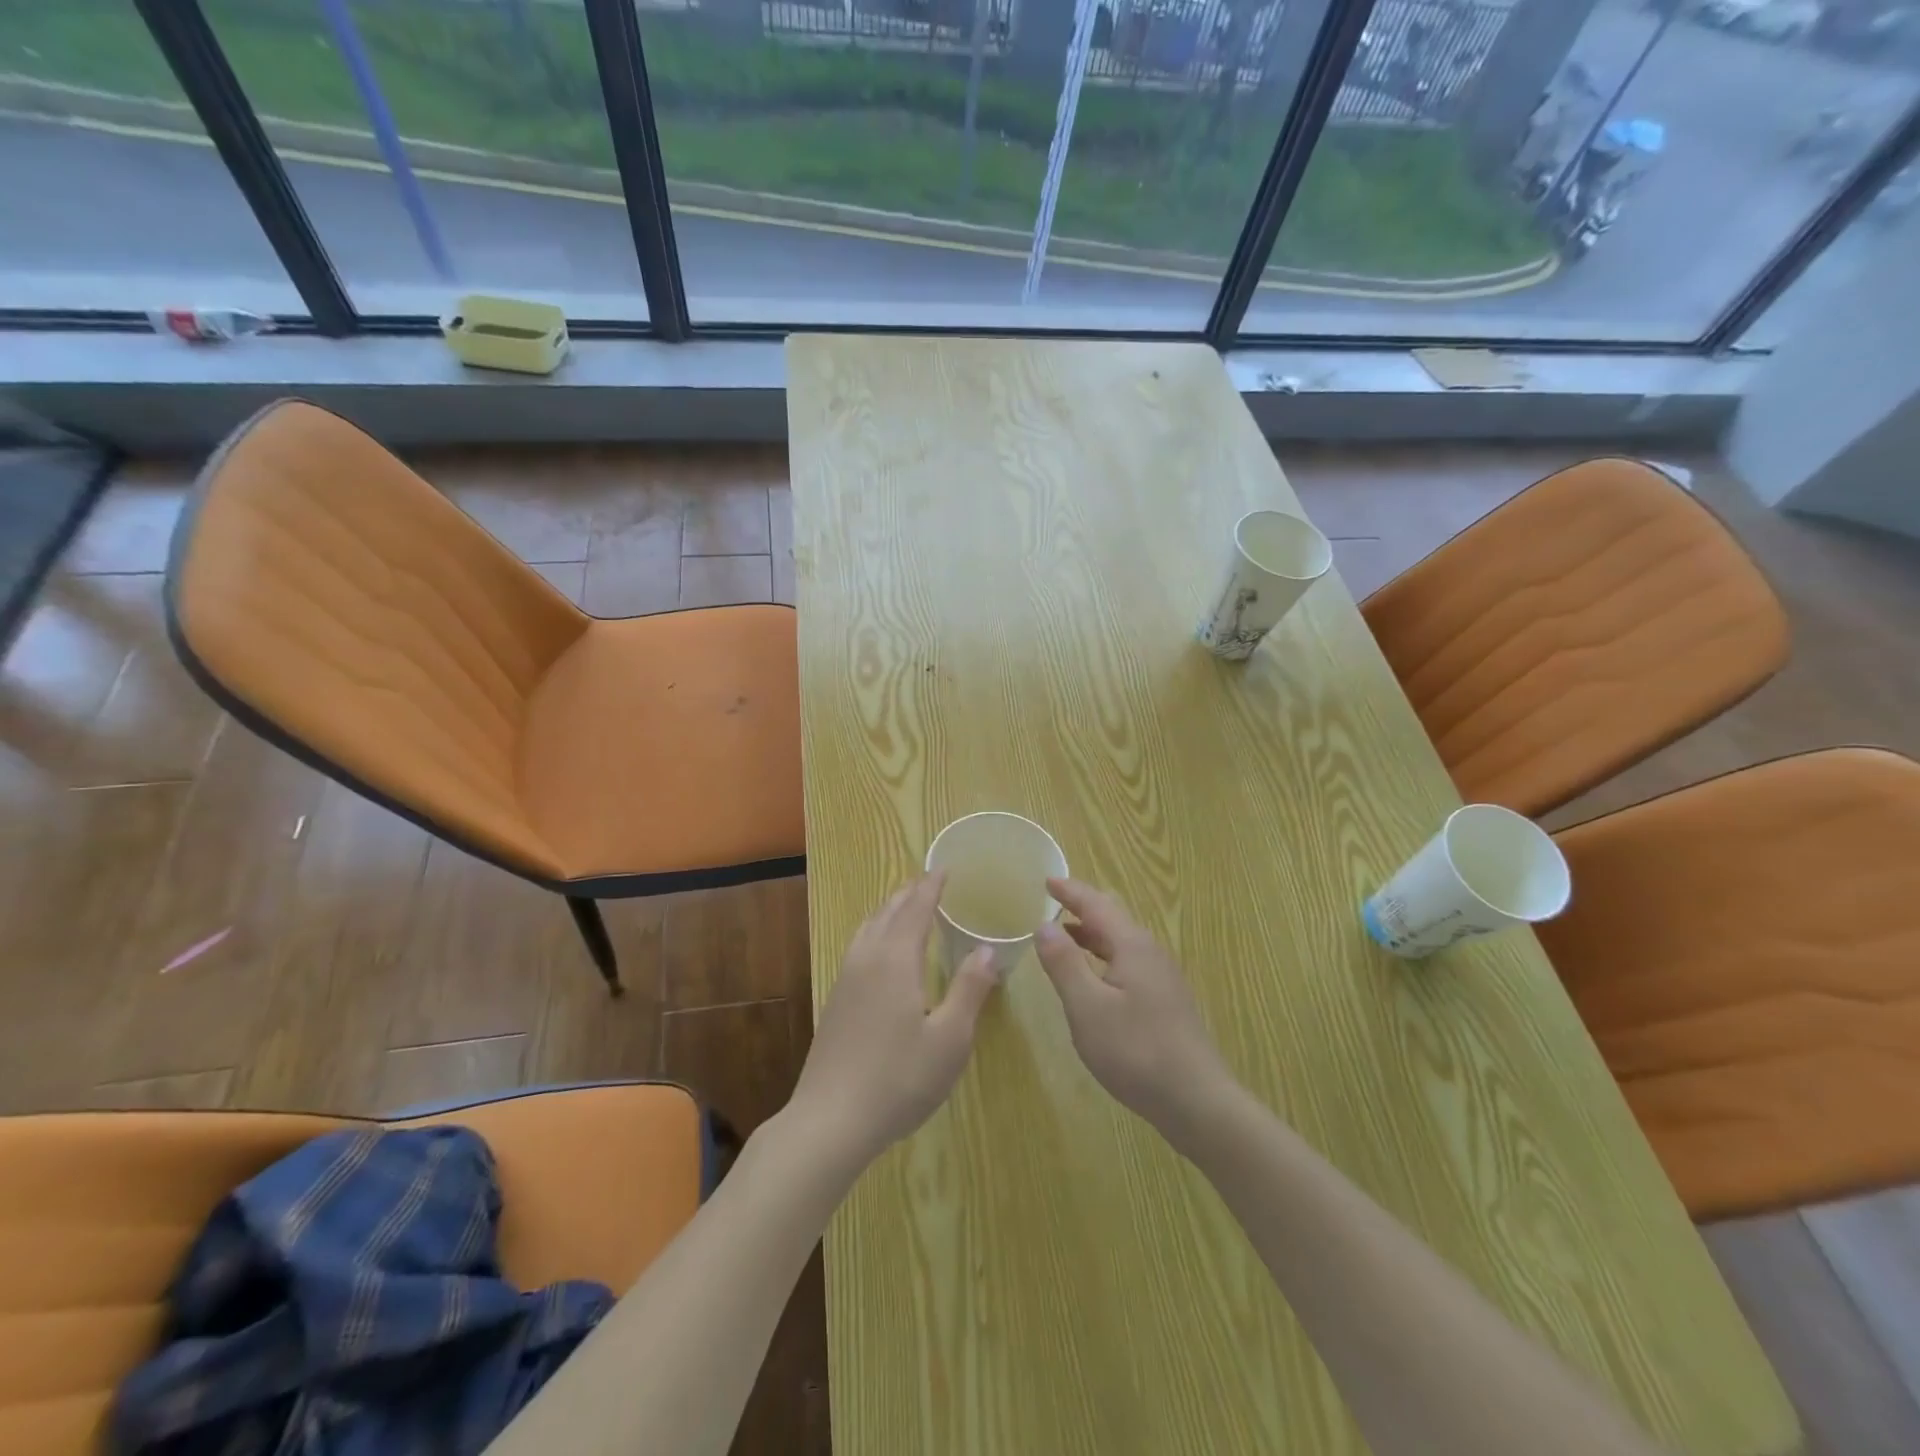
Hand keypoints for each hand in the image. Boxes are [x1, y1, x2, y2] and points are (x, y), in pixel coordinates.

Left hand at [787, 873, 998, 1168]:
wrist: (830, 1120)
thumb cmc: (899, 1079)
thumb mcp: (950, 1039)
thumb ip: (970, 989)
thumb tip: (988, 948)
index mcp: (896, 960)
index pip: (916, 909)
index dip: (932, 887)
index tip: (945, 869)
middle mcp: (867, 959)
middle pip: (888, 912)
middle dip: (910, 893)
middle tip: (929, 882)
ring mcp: (845, 979)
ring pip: (868, 927)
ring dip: (889, 910)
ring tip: (906, 906)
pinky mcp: (835, 1000)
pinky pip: (858, 946)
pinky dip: (876, 931)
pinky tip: (880, 951)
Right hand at [1034, 878, 1236, 1142]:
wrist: (1197, 1101)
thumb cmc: (1136, 1051)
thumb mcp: (1087, 1007)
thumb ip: (1064, 963)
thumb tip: (1044, 925)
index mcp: (1131, 945)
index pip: (1096, 904)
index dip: (1070, 891)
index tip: (1046, 879)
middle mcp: (1150, 952)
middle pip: (1113, 917)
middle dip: (1083, 907)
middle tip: (1054, 902)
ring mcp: (1161, 977)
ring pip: (1121, 941)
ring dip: (1092, 933)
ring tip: (1065, 935)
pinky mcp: (1165, 1001)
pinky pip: (1128, 962)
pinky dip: (1104, 955)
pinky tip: (1094, 977)